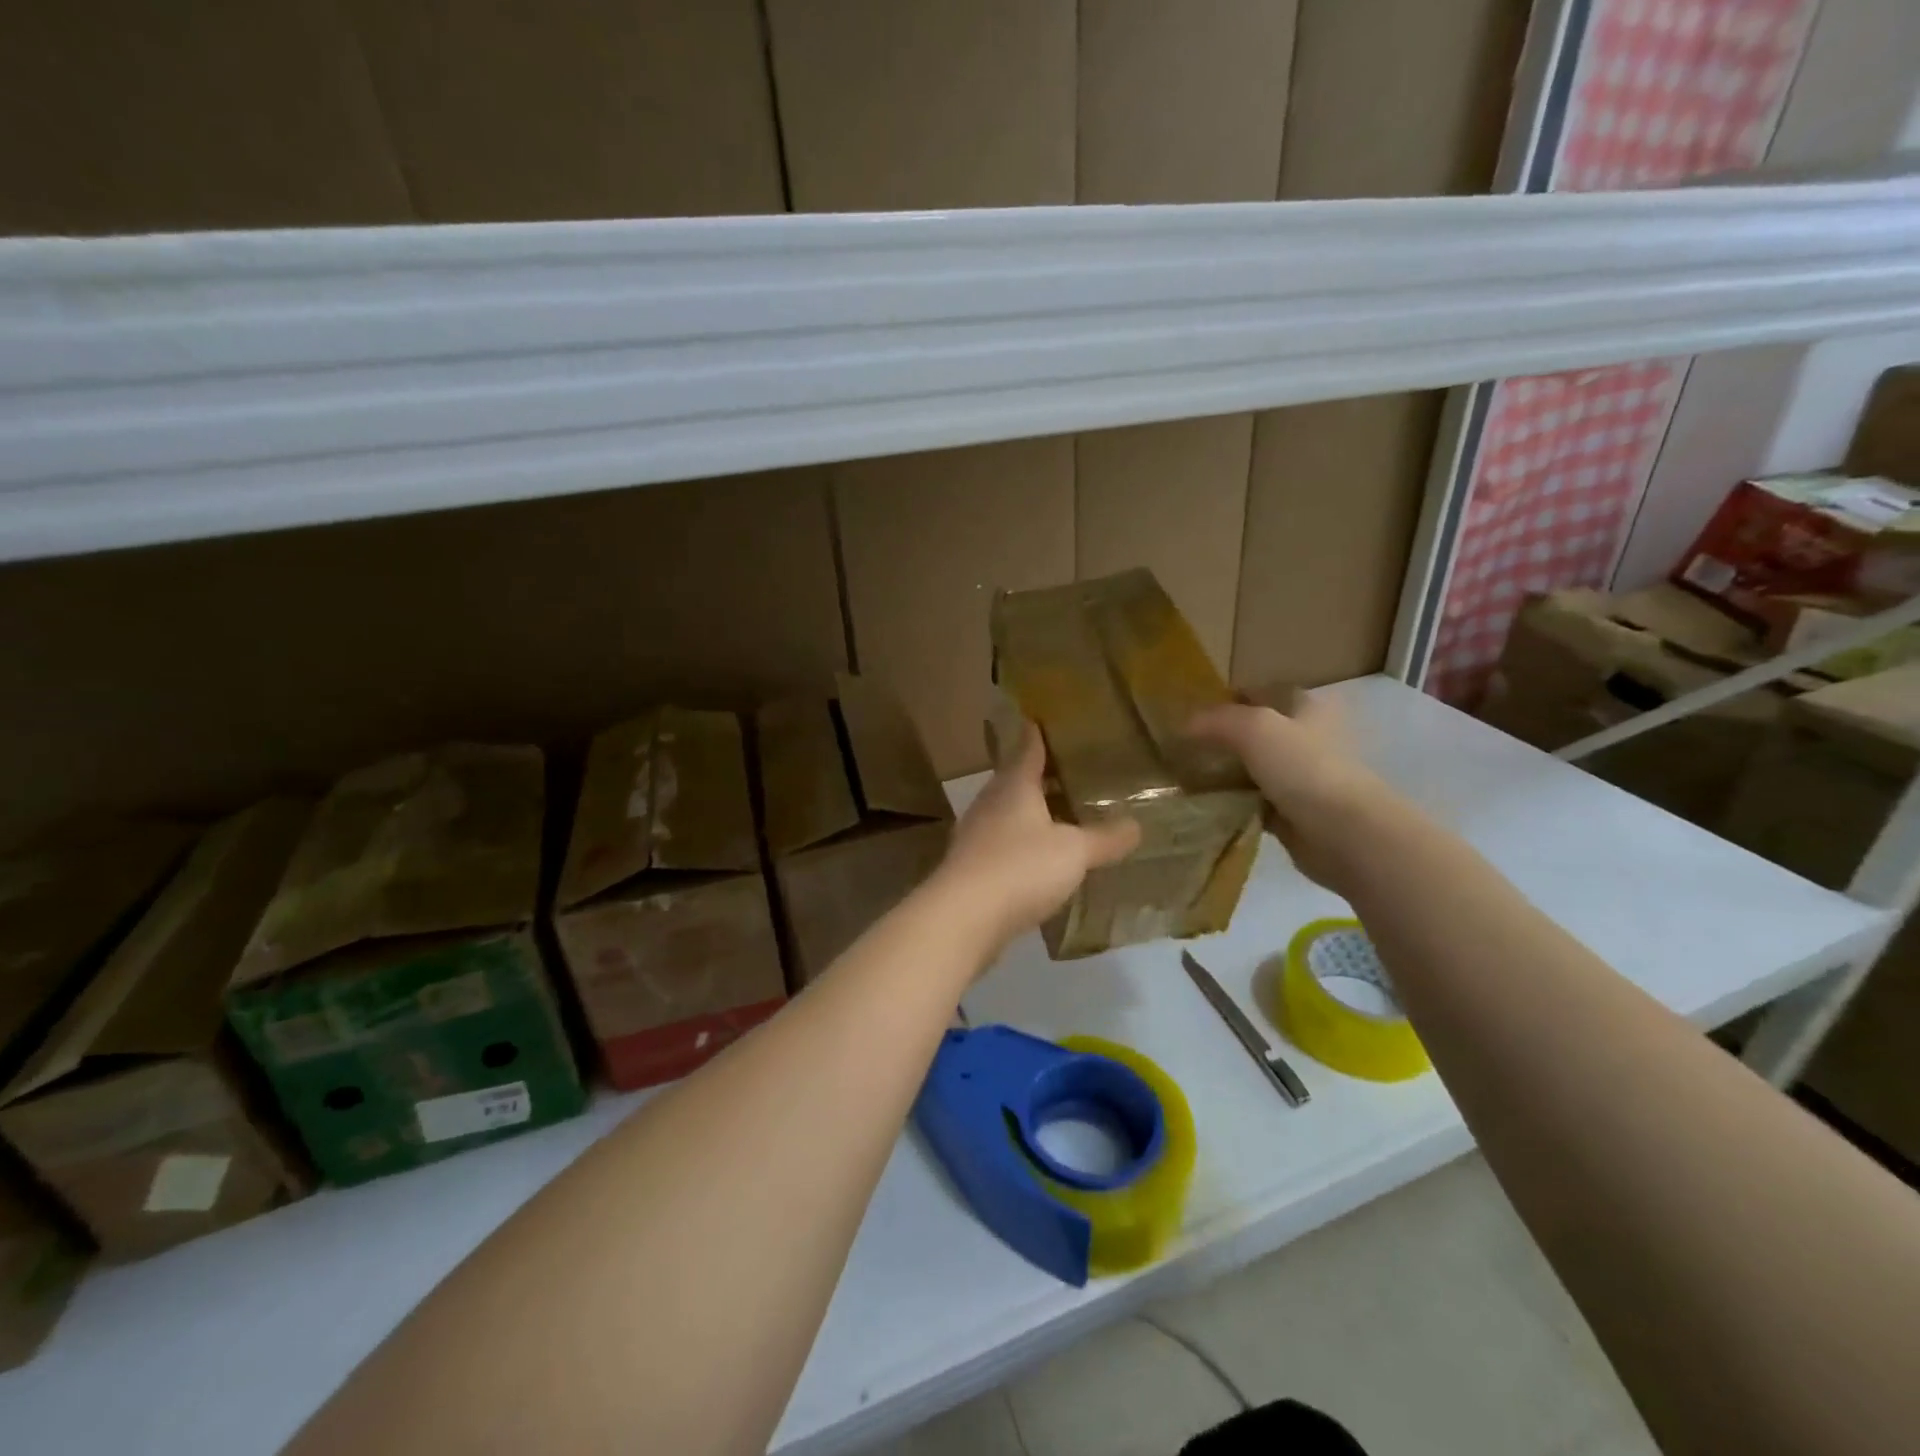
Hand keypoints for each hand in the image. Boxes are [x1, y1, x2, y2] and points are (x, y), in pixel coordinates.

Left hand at [933, 723, 1140, 957]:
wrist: (963, 916)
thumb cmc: (1020, 868)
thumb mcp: (1074, 852)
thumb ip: (1105, 838)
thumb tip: (1136, 826)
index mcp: (1014, 786)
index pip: (1027, 749)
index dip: (1037, 734)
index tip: (1042, 719)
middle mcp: (990, 802)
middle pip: (1015, 780)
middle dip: (1038, 775)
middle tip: (1067, 770)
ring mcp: (975, 835)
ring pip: (1006, 812)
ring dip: (1029, 811)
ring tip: (1058, 813)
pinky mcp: (971, 866)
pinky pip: (1002, 843)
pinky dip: (1021, 843)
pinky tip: (1037, 857)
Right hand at [1186, 692, 1397, 891]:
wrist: (1345, 833)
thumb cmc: (1304, 768)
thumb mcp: (1253, 729)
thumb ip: (1217, 720)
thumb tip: (1185, 724)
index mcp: (1308, 708)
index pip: (1264, 692)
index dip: (1230, 698)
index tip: (1195, 713)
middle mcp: (1309, 739)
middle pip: (1258, 732)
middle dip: (1225, 739)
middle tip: (1186, 747)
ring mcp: (1304, 778)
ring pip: (1256, 769)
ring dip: (1228, 774)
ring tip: (1189, 777)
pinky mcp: (1296, 813)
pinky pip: (1256, 803)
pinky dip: (1235, 804)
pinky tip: (1208, 807)